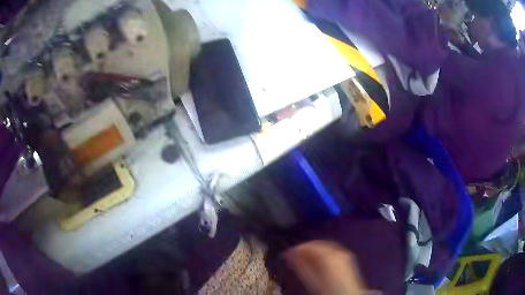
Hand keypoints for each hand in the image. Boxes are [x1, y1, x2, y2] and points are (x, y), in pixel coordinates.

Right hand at [284, 241, 374, 294]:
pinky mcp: (347, 258)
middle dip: (305, 249)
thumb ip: (301, 265)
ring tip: (303, 259)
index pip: (309, 246)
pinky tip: (316, 261)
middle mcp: (337, 251)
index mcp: (328, 255)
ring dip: (313, 251)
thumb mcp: (311, 279)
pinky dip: (322, 253)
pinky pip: (332, 250)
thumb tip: (291, 255)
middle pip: (318, 244)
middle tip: (293, 256)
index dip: (296, 249)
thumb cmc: (328, 290)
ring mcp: (344, 253)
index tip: (287, 254)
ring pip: (325, 246)